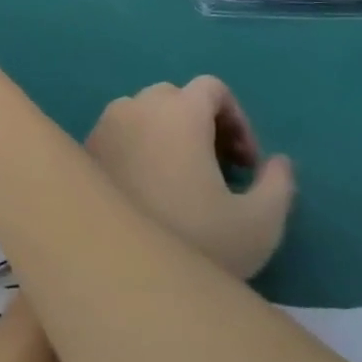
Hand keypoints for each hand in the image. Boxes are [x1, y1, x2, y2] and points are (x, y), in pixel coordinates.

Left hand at [85, 78, 294, 280]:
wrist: (118, 273)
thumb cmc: (194, 242)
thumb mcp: (259, 223)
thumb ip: (278, 183)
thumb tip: (277, 161)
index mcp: (178, 112)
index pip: (211, 88)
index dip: (237, 119)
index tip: (245, 164)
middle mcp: (134, 108)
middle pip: (173, 97)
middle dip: (201, 124)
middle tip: (217, 170)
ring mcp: (103, 127)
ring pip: (140, 113)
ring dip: (165, 133)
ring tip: (181, 180)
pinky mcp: (83, 150)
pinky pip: (116, 133)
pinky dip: (136, 147)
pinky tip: (146, 190)